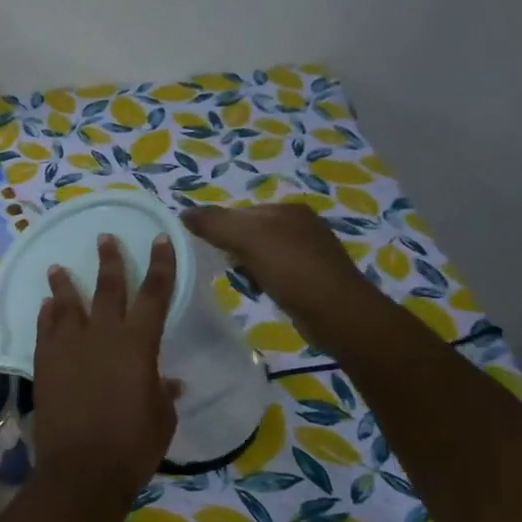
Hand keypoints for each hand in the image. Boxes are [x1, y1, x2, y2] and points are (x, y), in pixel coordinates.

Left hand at [30, 234, 178, 501]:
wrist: (82, 468)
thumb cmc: (133, 445)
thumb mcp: (161, 417)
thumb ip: (162, 392)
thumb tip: (169, 382)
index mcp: (138, 344)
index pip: (154, 293)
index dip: (160, 265)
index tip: (161, 239)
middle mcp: (102, 335)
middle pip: (108, 288)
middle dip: (109, 260)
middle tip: (105, 238)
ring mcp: (68, 347)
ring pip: (67, 304)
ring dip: (64, 283)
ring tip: (57, 267)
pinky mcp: (44, 363)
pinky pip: (45, 329)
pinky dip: (47, 314)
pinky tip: (46, 306)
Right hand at [183, 203, 383, 345]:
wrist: (337, 313)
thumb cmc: (292, 270)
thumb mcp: (248, 239)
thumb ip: (214, 223)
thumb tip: (184, 213)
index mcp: (287, 209)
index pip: (239, 212)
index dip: (220, 230)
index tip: (211, 251)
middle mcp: (301, 224)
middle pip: (249, 232)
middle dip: (234, 251)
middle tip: (230, 269)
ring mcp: (309, 251)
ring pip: (261, 253)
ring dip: (247, 268)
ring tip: (246, 283)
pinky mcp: (312, 276)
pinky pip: (275, 271)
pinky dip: (263, 280)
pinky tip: (263, 292)